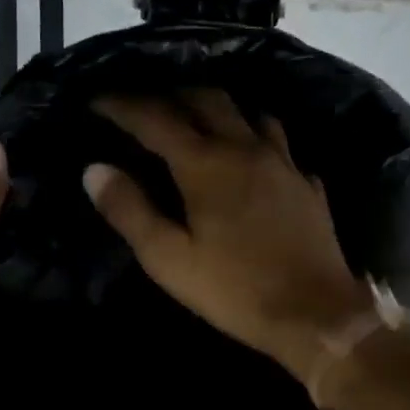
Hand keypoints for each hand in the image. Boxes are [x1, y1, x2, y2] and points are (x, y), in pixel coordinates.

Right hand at [84, 91, 372, 382]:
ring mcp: (284, 163)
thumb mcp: (169, 259)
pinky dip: (256, 139)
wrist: (315, 315)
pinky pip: (279, 145)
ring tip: (198, 119)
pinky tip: (252, 157)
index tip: (97, 99)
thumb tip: (94, 169)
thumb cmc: (234, 290)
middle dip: (170, 95)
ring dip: (218, 108)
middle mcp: (246, 148)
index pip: (155, 118)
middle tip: (146, 105)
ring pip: (248, 113)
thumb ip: (130, 211)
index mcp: (206, 164)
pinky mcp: (307, 184)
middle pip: (206, 99)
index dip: (122, 104)